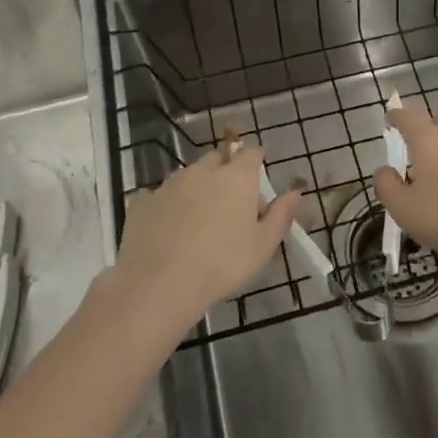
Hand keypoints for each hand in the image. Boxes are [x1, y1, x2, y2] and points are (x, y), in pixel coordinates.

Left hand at [111, 143, 302, 327]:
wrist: (160, 284)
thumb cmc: (223, 264)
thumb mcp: (263, 246)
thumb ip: (281, 215)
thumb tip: (296, 191)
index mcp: (236, 177)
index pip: (251, 153)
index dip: (257, 158)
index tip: (259, 171)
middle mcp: (202, 171)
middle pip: (218, 159)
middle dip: (226, 169)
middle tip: (231, 196)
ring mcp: (169, 184)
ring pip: (187, 175)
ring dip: (196, 186)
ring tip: (199, 215)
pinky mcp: (141, 202)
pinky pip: (157, 196)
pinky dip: (166, 205)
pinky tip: (166, 227)